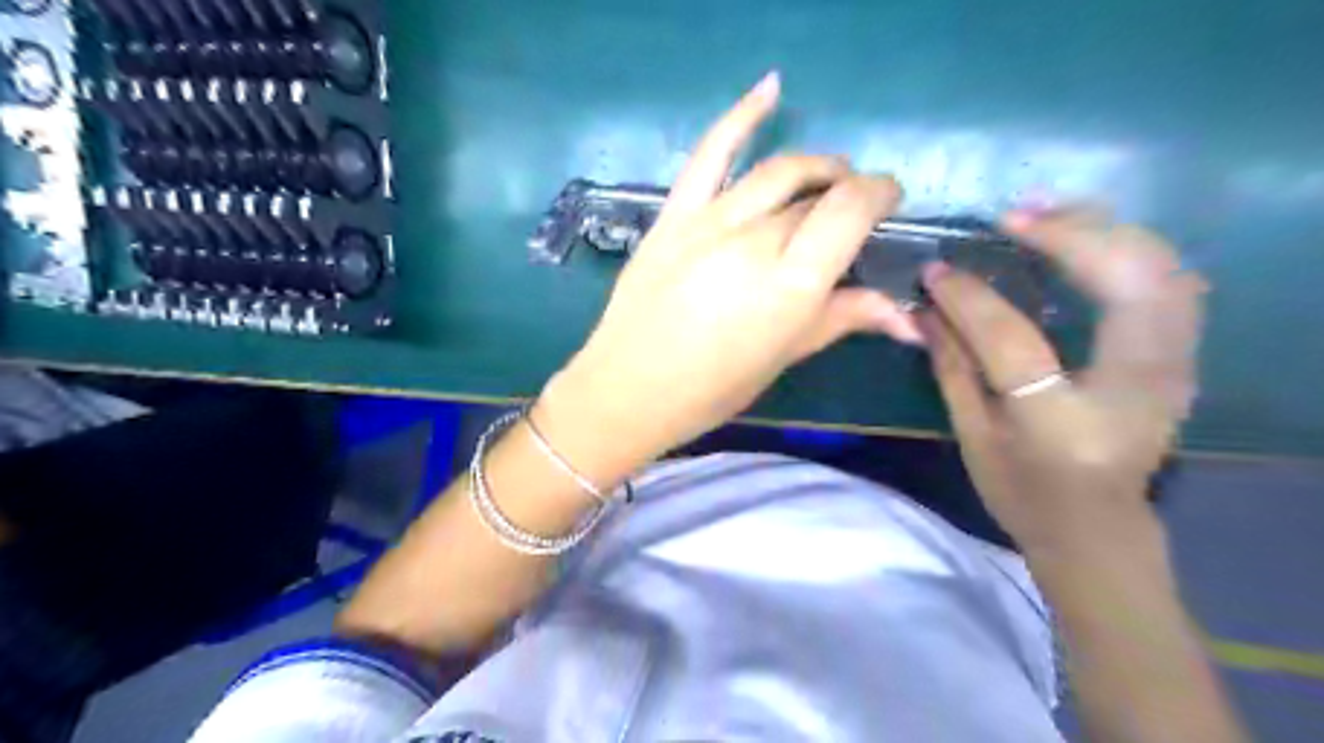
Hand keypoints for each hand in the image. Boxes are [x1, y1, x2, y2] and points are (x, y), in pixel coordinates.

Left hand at [538, 69, 923, 476]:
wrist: (628, 389)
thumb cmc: (712, 389)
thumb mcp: (783, 357)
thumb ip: (844, 319)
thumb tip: (910, 321)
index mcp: (790, 284)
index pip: (850, 210)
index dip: (880, 193)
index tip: (889, 200)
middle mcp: (755, 241)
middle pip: (816, 193)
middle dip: (847, 191)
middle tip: (854, 206)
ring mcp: (710, 220)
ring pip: (778, 170)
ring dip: (815, 165)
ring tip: (827, 175)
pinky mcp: (675, 214)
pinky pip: (711, 153)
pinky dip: (742, 115)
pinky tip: (771, 89)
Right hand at [922, 206, 1207, 554]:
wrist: (1096, 527)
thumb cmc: (1022, 491)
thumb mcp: (972, 435)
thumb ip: (951, 365)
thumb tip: (923, 306)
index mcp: (1064, 421)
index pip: (1013, 339)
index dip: (969, 297)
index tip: (935, 269)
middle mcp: (1135, 389)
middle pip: (1123, 284)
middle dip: (1067, 235)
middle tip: (1012, 216)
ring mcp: (1172, 371)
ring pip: (1162, 270)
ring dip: (1106, 230)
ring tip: (1047, 212)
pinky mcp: (1181, 359)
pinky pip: (1169, 283)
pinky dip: (1130, 248)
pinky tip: (1088, 236)